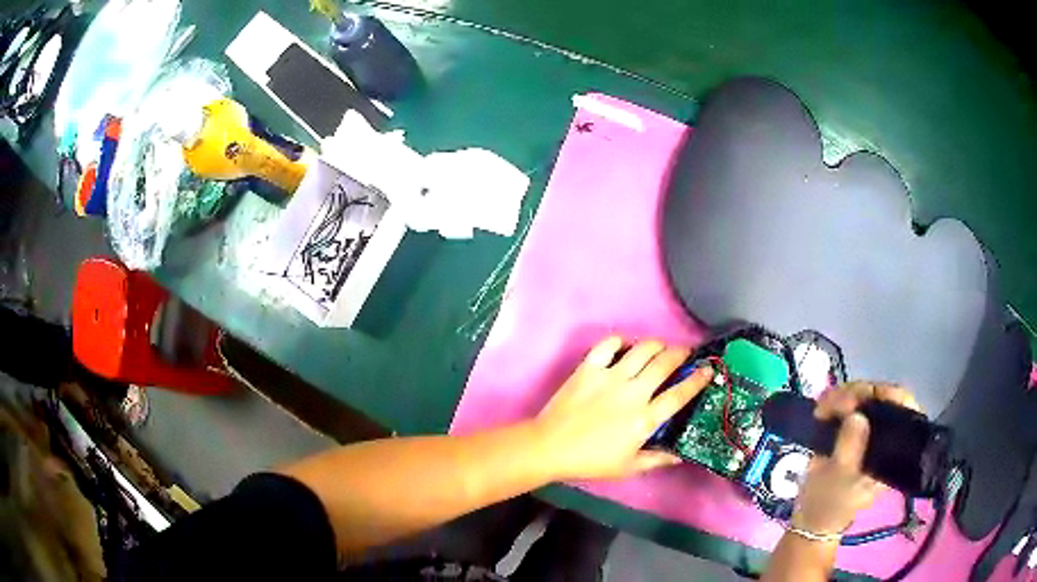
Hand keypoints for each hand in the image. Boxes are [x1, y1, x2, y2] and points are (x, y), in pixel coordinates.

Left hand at [531, 336, 713, 480]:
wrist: (550, 447)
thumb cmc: (591, 461)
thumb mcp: (628, 467)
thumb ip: (657, 460)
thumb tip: (680, 456)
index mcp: (645, 419)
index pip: (679, 394)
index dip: (698, 380)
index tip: (708, 370)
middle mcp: (633, 392)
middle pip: (665, 363)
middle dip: (681, 353)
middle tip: (685, 353)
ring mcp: (610, 377)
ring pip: (642, 349)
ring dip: (656, 345)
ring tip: (660, 347)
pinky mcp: (589, 368)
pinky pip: (608, 345)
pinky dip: (619, 341)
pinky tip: (624, 346)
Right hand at [791, 382, 922, 535]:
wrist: (813, 517)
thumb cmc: (830, 503)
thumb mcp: (838, 480)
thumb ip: (849, 449)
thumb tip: (857, 416)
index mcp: (893, 451)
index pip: (904, 409)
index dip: (889, 395)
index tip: (865, 395)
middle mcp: (886, 436)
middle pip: (883, 399)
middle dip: (860, 393)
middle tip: (836, 399)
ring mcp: (869, 431)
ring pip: (865, 398)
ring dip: (844, 395)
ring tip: (823, 404)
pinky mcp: (853, 429)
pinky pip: (850, 405)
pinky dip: (837, 400)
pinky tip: (824, 404)